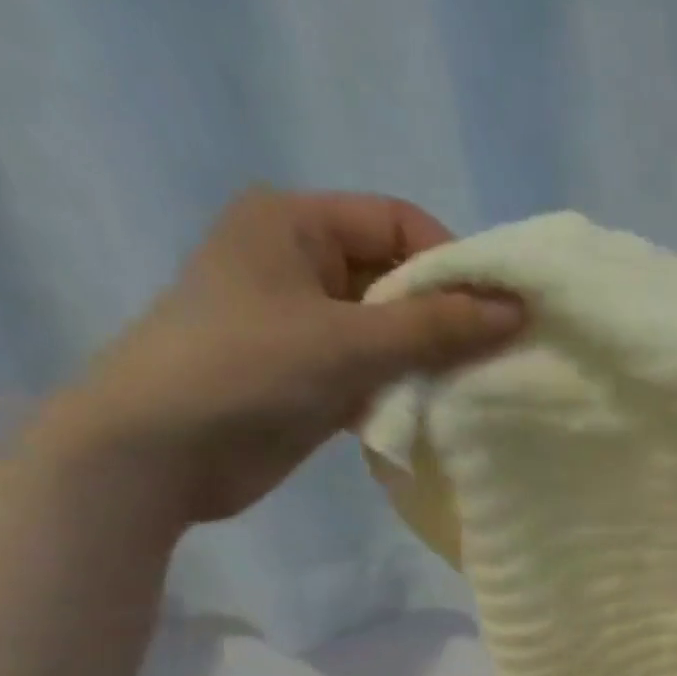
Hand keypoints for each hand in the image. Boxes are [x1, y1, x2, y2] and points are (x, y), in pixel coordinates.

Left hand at [56, 188, 523, 522]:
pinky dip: (408, 389)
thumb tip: (517, 311)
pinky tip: (439, 414)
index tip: (499, 317)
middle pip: (399, 278)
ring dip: (432, 359)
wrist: (160, 452)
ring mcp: (306, 324)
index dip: (454, 265)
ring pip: (393, 331)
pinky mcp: (312, 376)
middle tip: (498, 360)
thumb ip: (437, 326)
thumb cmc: (247, 371)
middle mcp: (301, 263)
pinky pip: (377, 371)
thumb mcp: (350, 341)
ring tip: (475, 391)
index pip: (399, 224)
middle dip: (449, 318)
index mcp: (295, 223)